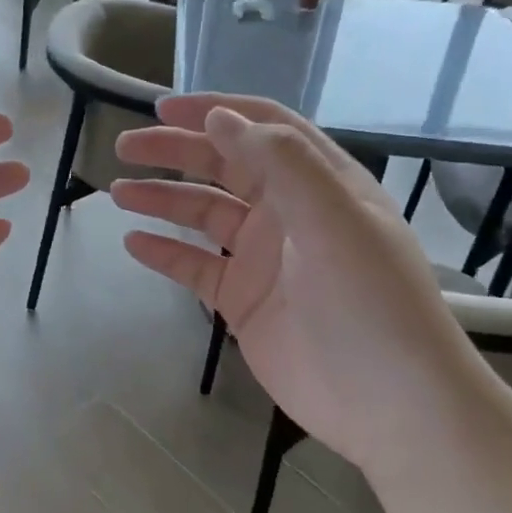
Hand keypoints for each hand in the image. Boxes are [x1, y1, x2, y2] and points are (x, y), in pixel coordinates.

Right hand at [111, 95, 487, 468]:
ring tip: (120, 192)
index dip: (217, 111)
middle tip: (126, 147)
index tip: (165, 107)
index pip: (264, 128)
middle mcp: (290, 212)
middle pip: (225, 166)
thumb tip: (221, 118)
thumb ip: (281, 163)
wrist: (391, 405)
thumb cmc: (372, 303)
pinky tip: (134, 243)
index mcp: (321, 182)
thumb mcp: (336, 220)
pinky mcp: (244, 301)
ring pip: (204, 214)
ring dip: (164, 199)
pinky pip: (196, 267)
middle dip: (177, 151)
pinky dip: (165, 253)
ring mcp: (264, 258)